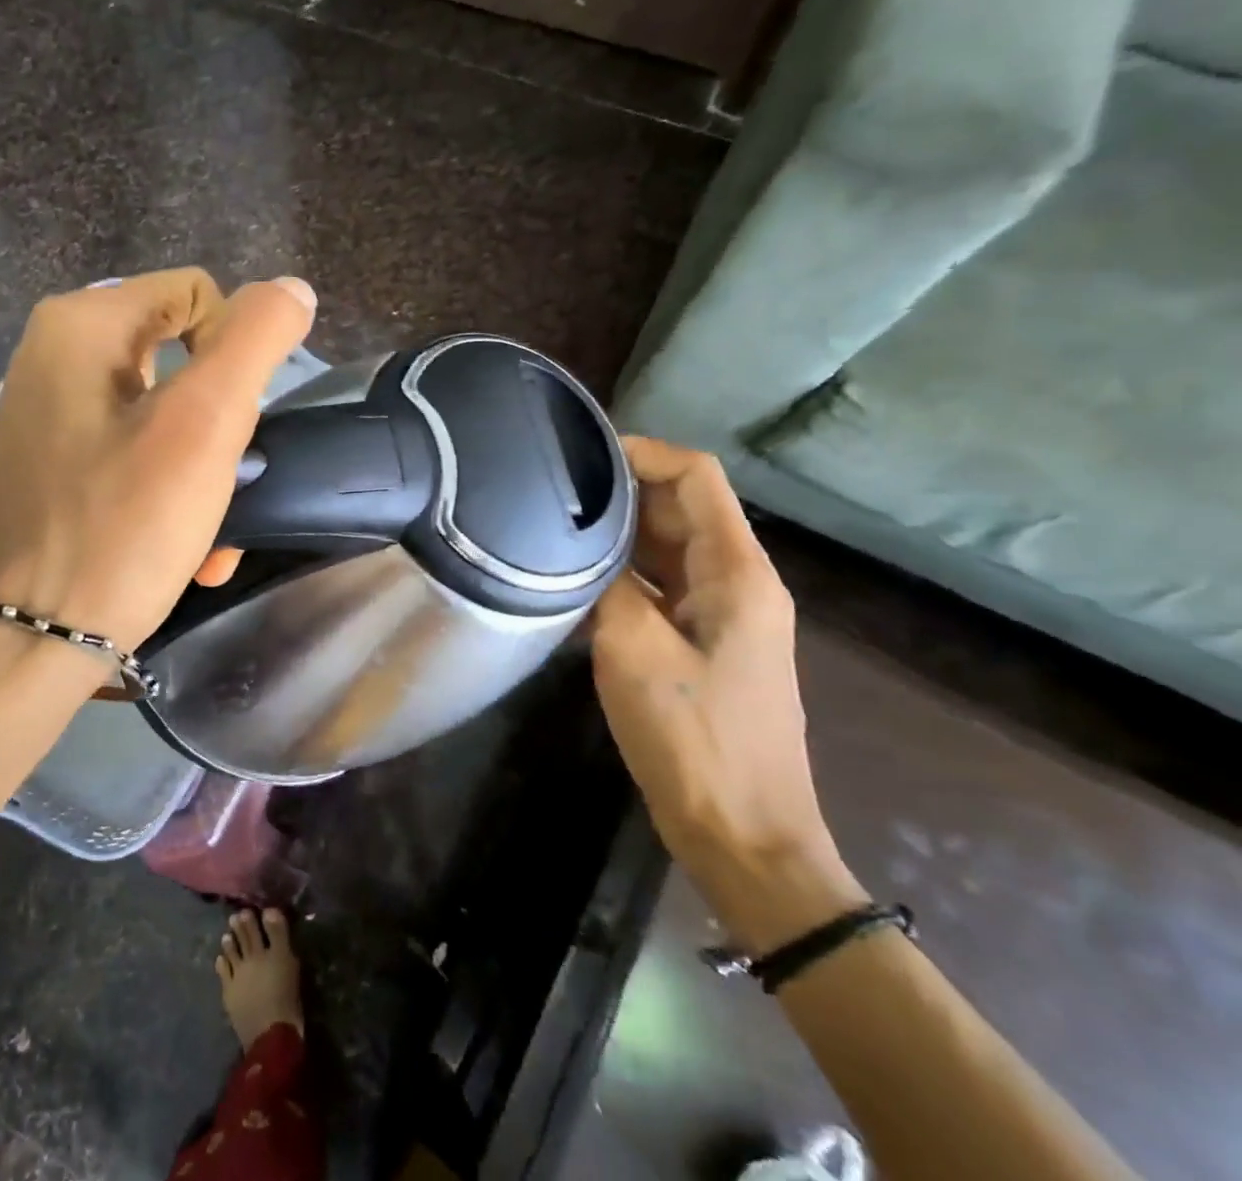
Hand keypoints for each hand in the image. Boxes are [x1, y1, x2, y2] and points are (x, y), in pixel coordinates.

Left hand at [0, 268, 315, 662]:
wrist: (21, 649)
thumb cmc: (120, 529)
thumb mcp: (204, 425)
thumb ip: (255, 341)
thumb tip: (289, 289)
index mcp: (78, 328)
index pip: (197, 296)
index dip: (236, 354)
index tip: (235, 427)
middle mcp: (48, 362)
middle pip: (179, 365)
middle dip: (222, 430)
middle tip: (229, 488)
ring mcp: (39, 425)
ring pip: (158, 422)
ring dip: (202, 476)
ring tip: (214, 542)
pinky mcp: (39, 479)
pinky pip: (123, 464)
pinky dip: (162, 498)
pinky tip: (182, 553)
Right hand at [590, 437, 861, 946]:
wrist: (743, 837)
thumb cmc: (695, 738)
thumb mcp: (634, 650)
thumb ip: (608, 583)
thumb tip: (581, 544)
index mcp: (737, 572)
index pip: (696, 477)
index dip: (642, 452)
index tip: (578, 454)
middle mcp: (735, 582)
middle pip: (679, 508)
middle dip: (618, 491)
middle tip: (546, 491)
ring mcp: (719, 616)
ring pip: (664, 550)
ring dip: (614, 536)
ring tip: (548, 529)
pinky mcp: (698, 645)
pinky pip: (656, 589)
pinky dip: (618, 578)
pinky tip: (569, 587)